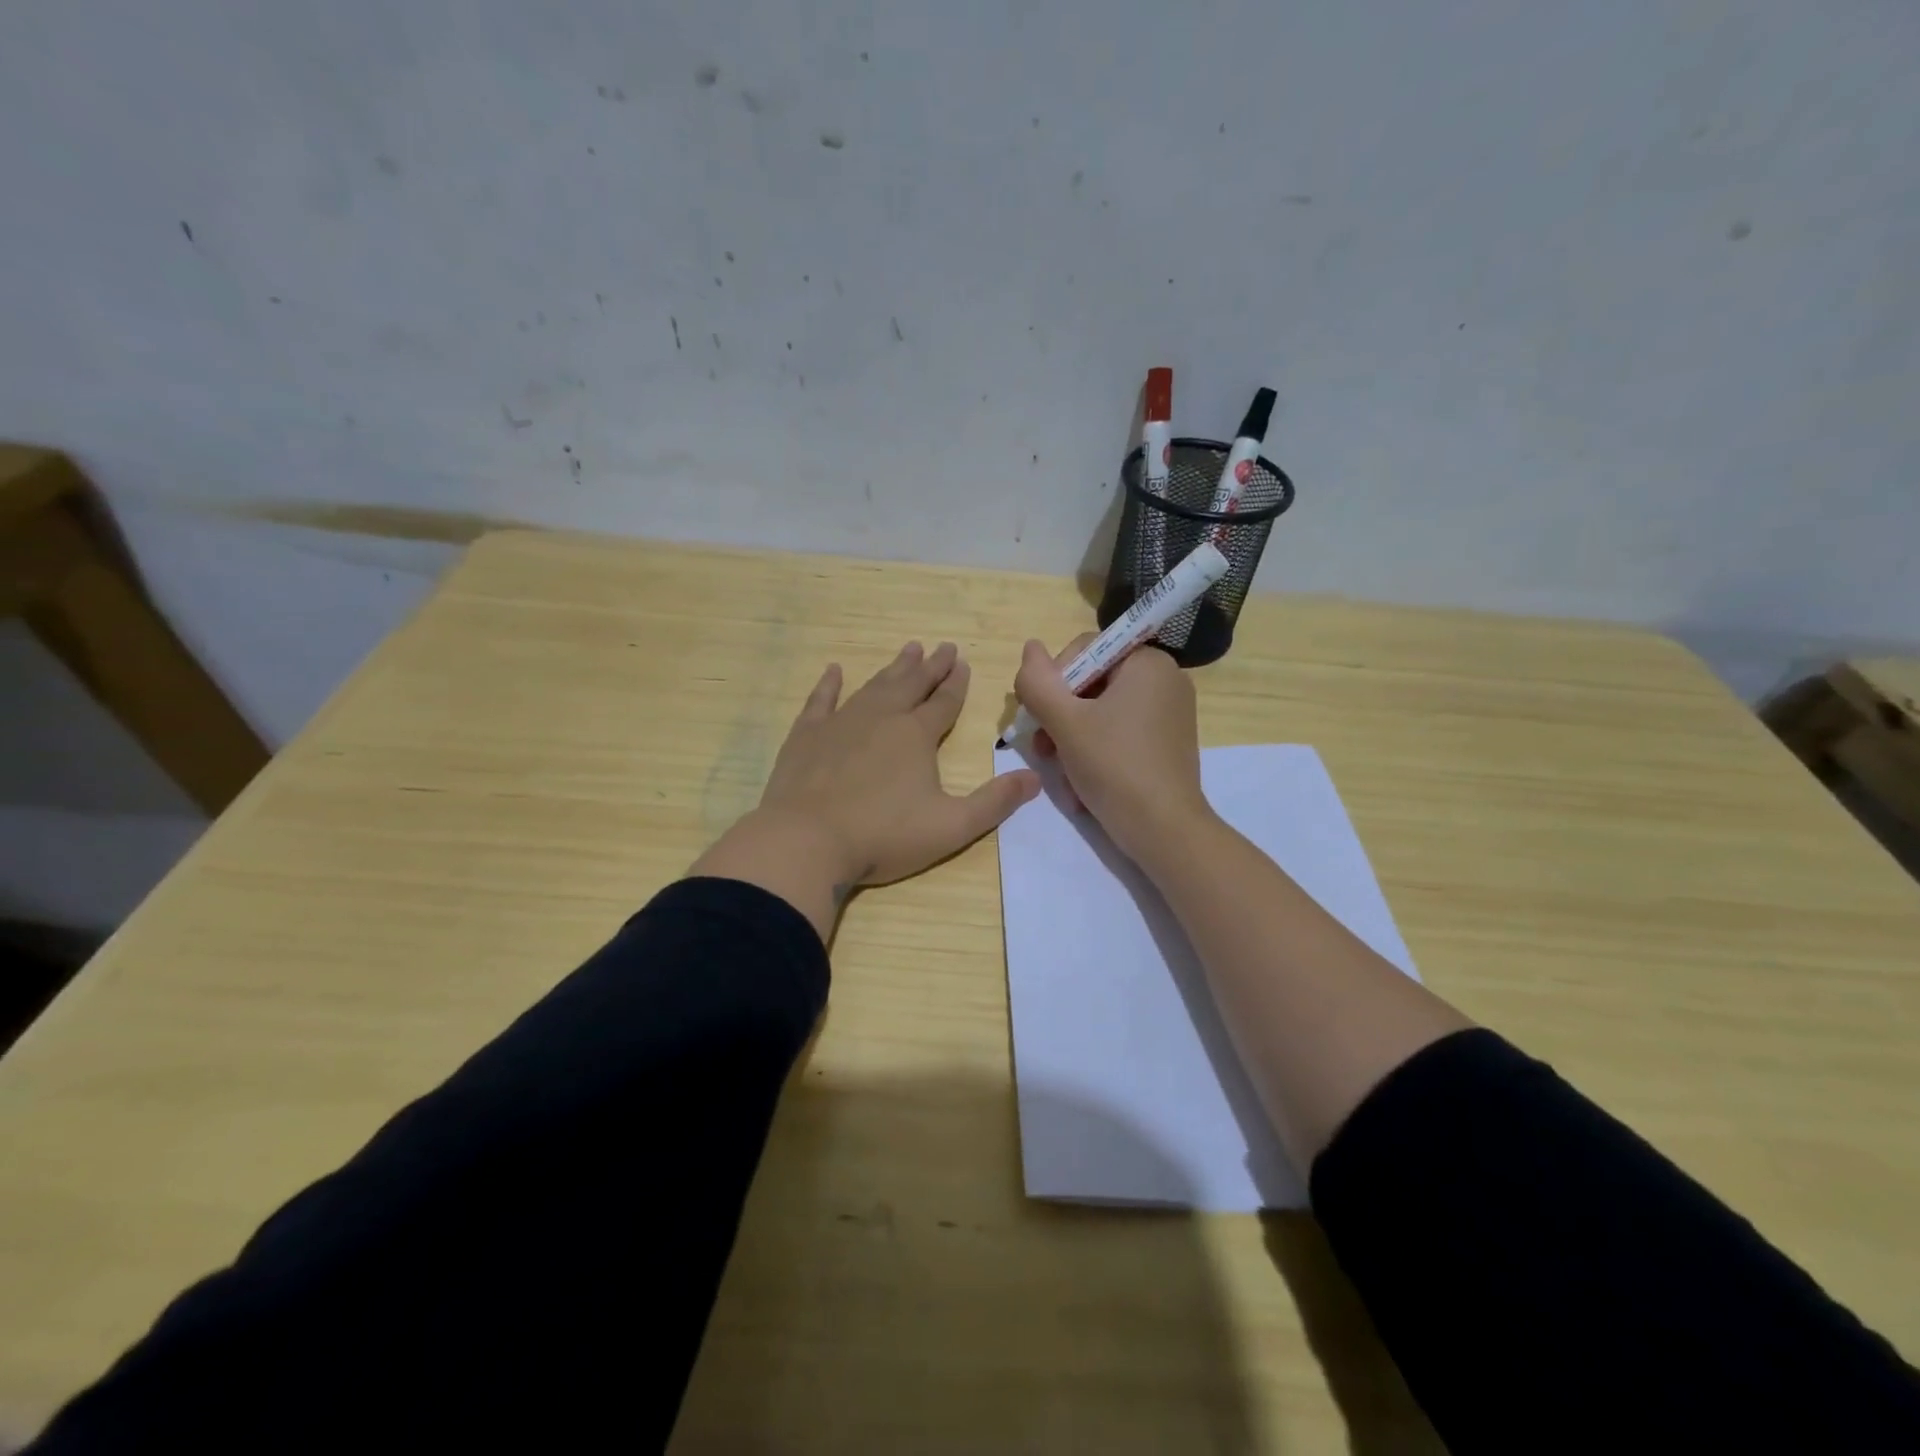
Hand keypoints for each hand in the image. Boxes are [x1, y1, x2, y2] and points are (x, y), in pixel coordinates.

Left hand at [694, 642, 1039, 938]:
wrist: (807, 841)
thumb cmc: (883, 836)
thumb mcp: (951, 826)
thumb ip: (995, 802)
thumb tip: (1035, 777)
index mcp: (916, 736)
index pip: (944, 702)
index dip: (956, 683)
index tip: (963, 662)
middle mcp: (882, 718)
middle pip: (911, 685)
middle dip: (930, 666)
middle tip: (942, 646)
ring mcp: (841, 723)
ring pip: (873, 686)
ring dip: (893, 668)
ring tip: (908, 649)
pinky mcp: (807, 736)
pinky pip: (821, 700)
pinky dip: (829, 684)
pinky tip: (834, 671)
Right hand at [1012, 634, 1215, 870]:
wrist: (1164, 830)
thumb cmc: (1114, 767)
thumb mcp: (1065, 722)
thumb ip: (1038, 682)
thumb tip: (1030, 647)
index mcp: (1147, 662)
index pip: (1084, 650)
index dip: (1052, 680)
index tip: (1038, 717)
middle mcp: (1165, 679)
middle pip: (1092, 683)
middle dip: (1060, 716)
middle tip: (1042, 749)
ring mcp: (1170, 713)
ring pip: (1102, 712)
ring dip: (1072, 739)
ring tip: (1059, 771)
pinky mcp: (1168, 743)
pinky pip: (1121, 733)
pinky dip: (1097, 752)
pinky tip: (1082, 783)